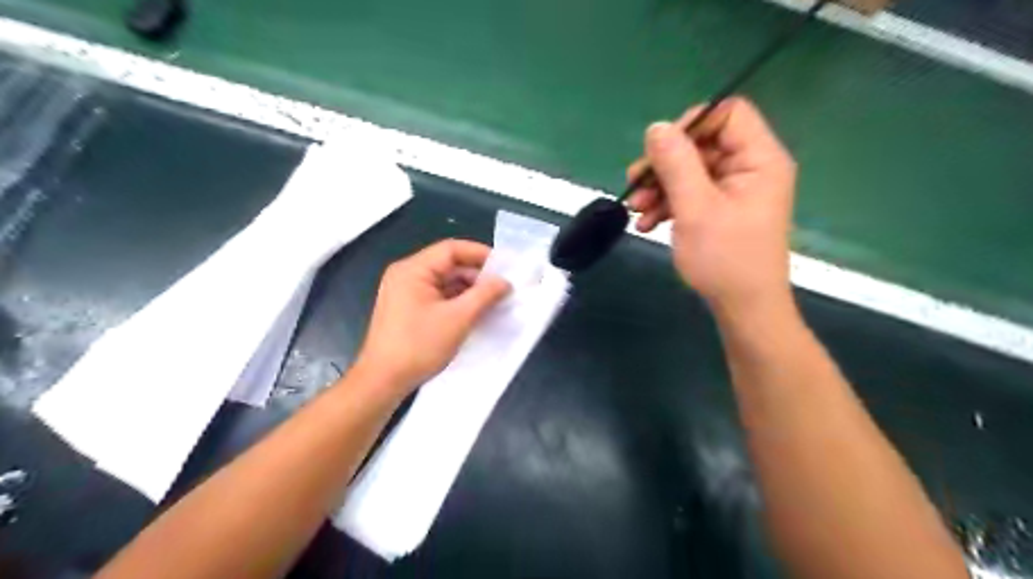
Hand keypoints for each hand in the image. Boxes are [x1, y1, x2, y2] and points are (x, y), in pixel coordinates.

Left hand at [356, 239, 511, 393]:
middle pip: (447, 264)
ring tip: (493, 301)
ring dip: (468, 289)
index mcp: (413, 269)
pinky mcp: (406, 308)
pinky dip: (456, 301)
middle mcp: (406, 275)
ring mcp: (404, 292)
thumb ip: (484, 295)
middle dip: (476, 275)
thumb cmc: (419, 346)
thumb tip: (505, 282)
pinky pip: (436, 296)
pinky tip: (474, 312)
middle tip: (503, 287)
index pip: (451, 249)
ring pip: (443, 281)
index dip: (480, 254)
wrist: (383, 381)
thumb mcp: (458, 319)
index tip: (505, 267)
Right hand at [621, 97, 796, 317]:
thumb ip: (675, 163)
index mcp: (758, 159)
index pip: (728, 115)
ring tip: (635, 210)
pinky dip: (667, 205)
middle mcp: (749, 169)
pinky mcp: (720, 211)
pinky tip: (646, 224)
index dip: (691, 125)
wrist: (743, 309)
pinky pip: (690, 194)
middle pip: (702, 145)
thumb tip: (656, 128)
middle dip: (664, 165)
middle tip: (634, 184)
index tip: (660, 150)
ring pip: (690, 172)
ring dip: (659, 188)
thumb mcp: (695, 208)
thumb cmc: (725, 258)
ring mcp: (734, 192)